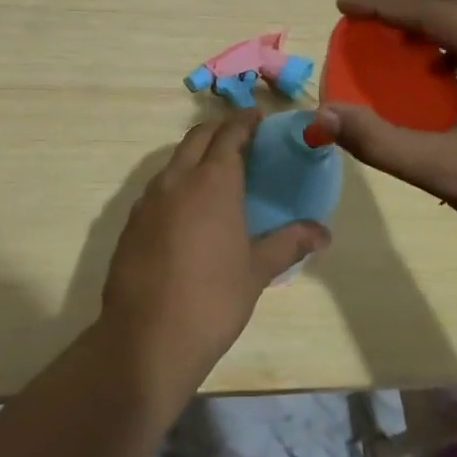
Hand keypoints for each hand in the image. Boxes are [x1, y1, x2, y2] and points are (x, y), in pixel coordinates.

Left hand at [100, 110, 328, 379]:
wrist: (147, 338)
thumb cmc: (213, 300)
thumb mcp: (257, 271)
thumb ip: (289, 243)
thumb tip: (324, 232)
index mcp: (212, 181)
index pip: (229, 133)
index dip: (244, 121)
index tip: (257, 117)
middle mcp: (177, 179)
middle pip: (197, 137)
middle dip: (219, 130)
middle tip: (241, 138)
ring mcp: (148, 199)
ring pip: (174, 160)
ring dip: (195, 154)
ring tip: (216, 170)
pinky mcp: (131, 222)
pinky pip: (158, 187)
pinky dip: (176, 182)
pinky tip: (187, 208)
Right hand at [317, 0, 456, 257]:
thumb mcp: (450, 172)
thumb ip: (382, 142)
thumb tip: (324, 116)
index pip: (431, 9)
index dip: (381, 5)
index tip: (342, 6)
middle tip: (359, 10)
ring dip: (428, 11)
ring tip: (390, 30)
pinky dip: (453, 33)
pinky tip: (438, 68)